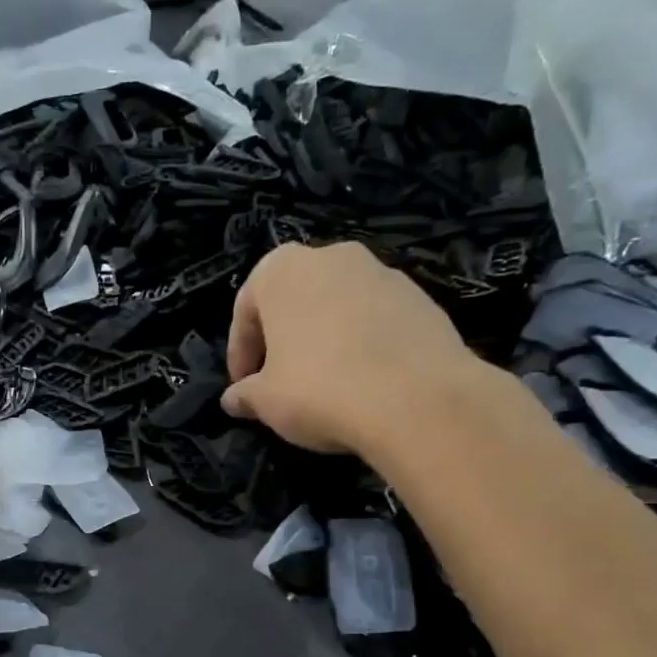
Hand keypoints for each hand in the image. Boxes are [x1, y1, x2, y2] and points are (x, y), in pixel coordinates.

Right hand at [223, 242, 480, 453]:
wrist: (417, 399)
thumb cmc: (319, 389)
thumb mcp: (265, 401)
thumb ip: (245, 394)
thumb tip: (234, 400)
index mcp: (281, 269)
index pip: (246, 311)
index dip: (240, 353)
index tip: (243, 387)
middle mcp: (331, 256)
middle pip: (294, 300)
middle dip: (283, 338)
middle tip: (279, 380)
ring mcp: (381, 272)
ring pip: (337, 306)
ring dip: (324, 338)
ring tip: (324, 383)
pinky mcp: (422, 296)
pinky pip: (375, 319)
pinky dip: (362, 343)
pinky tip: (364, 381)